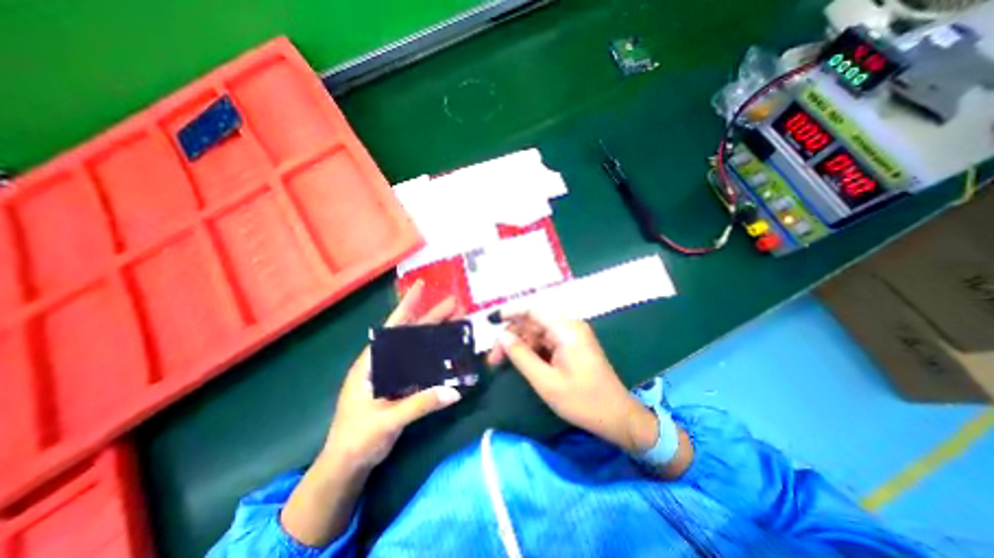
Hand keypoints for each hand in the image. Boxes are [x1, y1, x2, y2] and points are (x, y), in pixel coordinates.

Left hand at [325, 278, 468, 469]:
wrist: (346, 465)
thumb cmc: (357, 439)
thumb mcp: (387, 421)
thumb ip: (419, 404)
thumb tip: (454, 392)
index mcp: (372, 363)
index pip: (393, 327)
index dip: (407, 305)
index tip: (421, 286)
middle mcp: (383, 363)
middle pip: (410, 334)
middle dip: (431, 317)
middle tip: (455, 304)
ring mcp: (392, 374)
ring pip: (417, 347)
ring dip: (435, 334)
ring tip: (456, 322)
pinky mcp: (399, 385)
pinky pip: (420, 364)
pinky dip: (434, 355)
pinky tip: (448, 351)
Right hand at [486, 311, 657, 455]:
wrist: (617, 417)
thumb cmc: (583, 401)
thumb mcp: (546, 381)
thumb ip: (521, 356)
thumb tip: (500, 336)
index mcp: (566, 330)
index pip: (533, 309)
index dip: (510, 312)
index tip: (490, 322)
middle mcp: (569, 326)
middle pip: (533, 322)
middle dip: (511, 336)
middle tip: (493, 357)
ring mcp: (571, 336)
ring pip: (537, 332)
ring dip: (519, 344)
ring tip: (500, 362)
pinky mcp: (571, 345)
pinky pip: (546, 341)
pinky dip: (531, 350)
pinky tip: (519, 361)